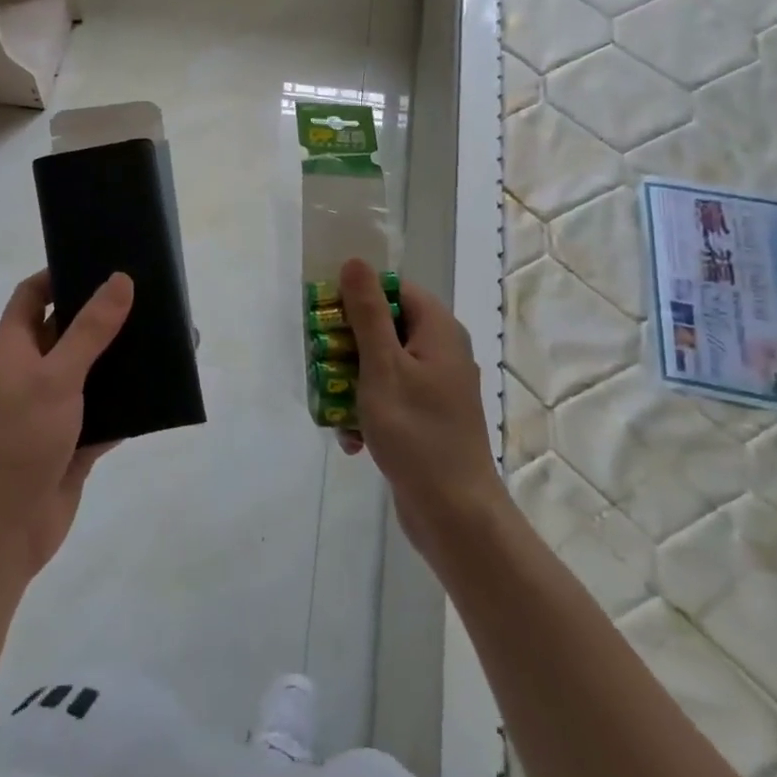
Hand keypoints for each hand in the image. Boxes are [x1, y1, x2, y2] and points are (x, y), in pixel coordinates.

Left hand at [0, 269, 133, 576]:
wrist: (5, 527)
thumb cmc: (20, 438)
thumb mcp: (56, 376)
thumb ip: (91, 329)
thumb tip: (121, 279)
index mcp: (15, 346)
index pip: (33, 294)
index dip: (60, 273)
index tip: (101, 260)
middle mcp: (32, 371)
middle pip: (68, 329)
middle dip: (103, 314)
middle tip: (147, 294)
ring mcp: (53, 407)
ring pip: (92, 370)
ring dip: (121, 358)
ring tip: (164, 335)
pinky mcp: (74, 439)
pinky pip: (107, 410)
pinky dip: (129, 401)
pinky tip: (163, 387)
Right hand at [335, 258, 503, 560]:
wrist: (455, 514)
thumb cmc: (416, 432)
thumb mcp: (383, 366)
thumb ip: (367, 313)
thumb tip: (355, 262)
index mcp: (438, 331)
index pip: (395, 290)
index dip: (359, 296)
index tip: (326, 317)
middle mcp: (441, 352)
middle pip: (384, 327)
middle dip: (348, 347)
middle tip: (321, 364)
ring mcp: (435, 387)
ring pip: (381, 365)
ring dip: (351, 384)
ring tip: (333, 408)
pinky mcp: (426, 418)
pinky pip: (389, 398)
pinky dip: (367, 412)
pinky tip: (352, 439)